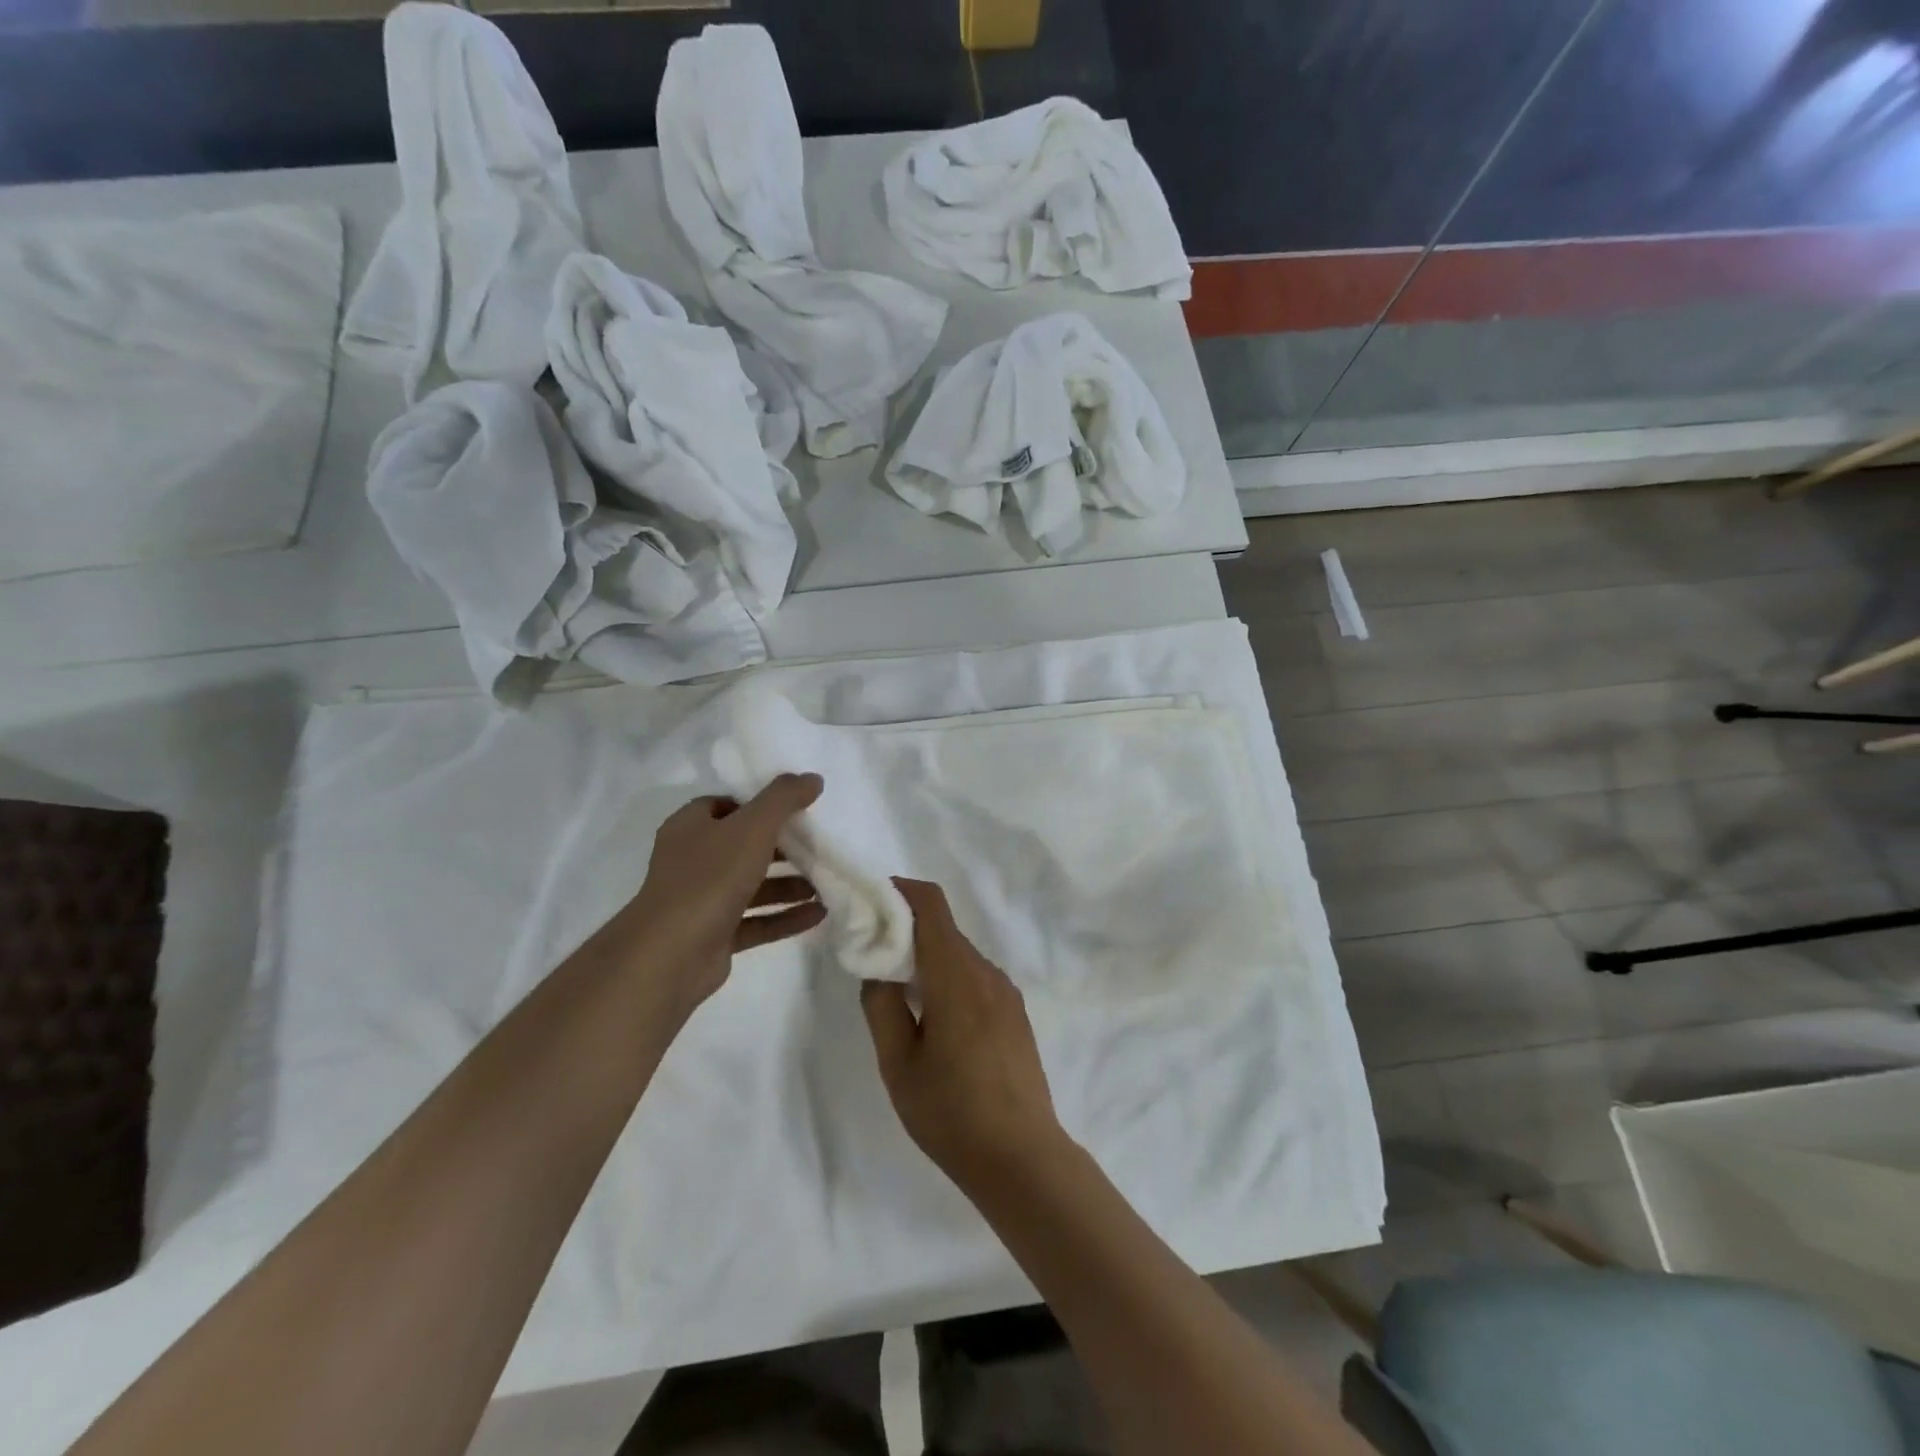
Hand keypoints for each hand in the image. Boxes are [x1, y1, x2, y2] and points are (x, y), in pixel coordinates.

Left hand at [594, 775, 826, 1021]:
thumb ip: (783, 799)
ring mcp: (703, 900)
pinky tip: (820, 914)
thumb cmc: (709, 878)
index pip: (725, 805)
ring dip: (789, 885)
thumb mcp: (752, 828)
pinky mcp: (716, 935)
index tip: (795, 808)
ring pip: (752, 886)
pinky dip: (786, 916)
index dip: (758, 804)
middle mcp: (693, 861)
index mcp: (691, 827)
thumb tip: (813, 778)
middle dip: (782, 848)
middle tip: (818, 845)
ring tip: (827, 882)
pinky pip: (757, 921)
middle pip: (743, 847)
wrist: (671, 954)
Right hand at [860, 878, 1067, 1195]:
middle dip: (906, 929)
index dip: (900, 891)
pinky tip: (933, 1017)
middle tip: (870, 954)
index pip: (932, 905)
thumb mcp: (898, 1064)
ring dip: (927, 957)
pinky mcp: (1015, 1012)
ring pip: (959, 954)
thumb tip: (878, 969)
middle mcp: (987, 973)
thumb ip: (881, 1006)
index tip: (870, 903)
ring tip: (898, 991)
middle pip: (943, 929)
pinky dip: (948, 977)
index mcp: (957, 977)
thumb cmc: (951, 1114)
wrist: (1022, 1158)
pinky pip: (975, 977)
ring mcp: (1006, 992)